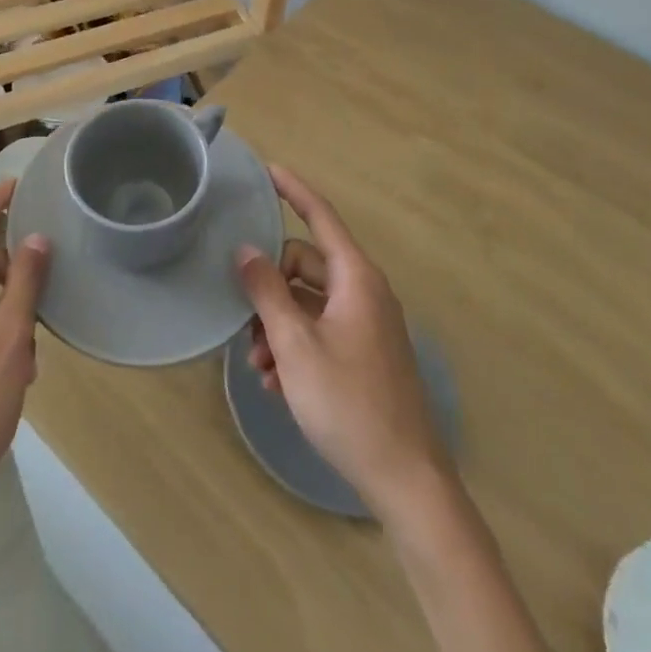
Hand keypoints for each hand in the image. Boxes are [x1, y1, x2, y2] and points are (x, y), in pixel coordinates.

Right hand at [237, 166, 447, 514]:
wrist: (407, 482)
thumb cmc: (349, 404)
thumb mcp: (296, 345)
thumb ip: (267, 292)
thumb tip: (246, 251)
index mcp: (356, 279)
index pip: (320, 216)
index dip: (293, 190)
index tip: (268, 169)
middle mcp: (364, 293)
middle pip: (304, 265)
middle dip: (269, 289)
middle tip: (244, 323)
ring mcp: (367, 325)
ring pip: (308, 303)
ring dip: (277, 325)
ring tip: (258, 366)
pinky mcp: (365, 354)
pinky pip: (321, 331)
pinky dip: (295, 347)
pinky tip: (277, 384)